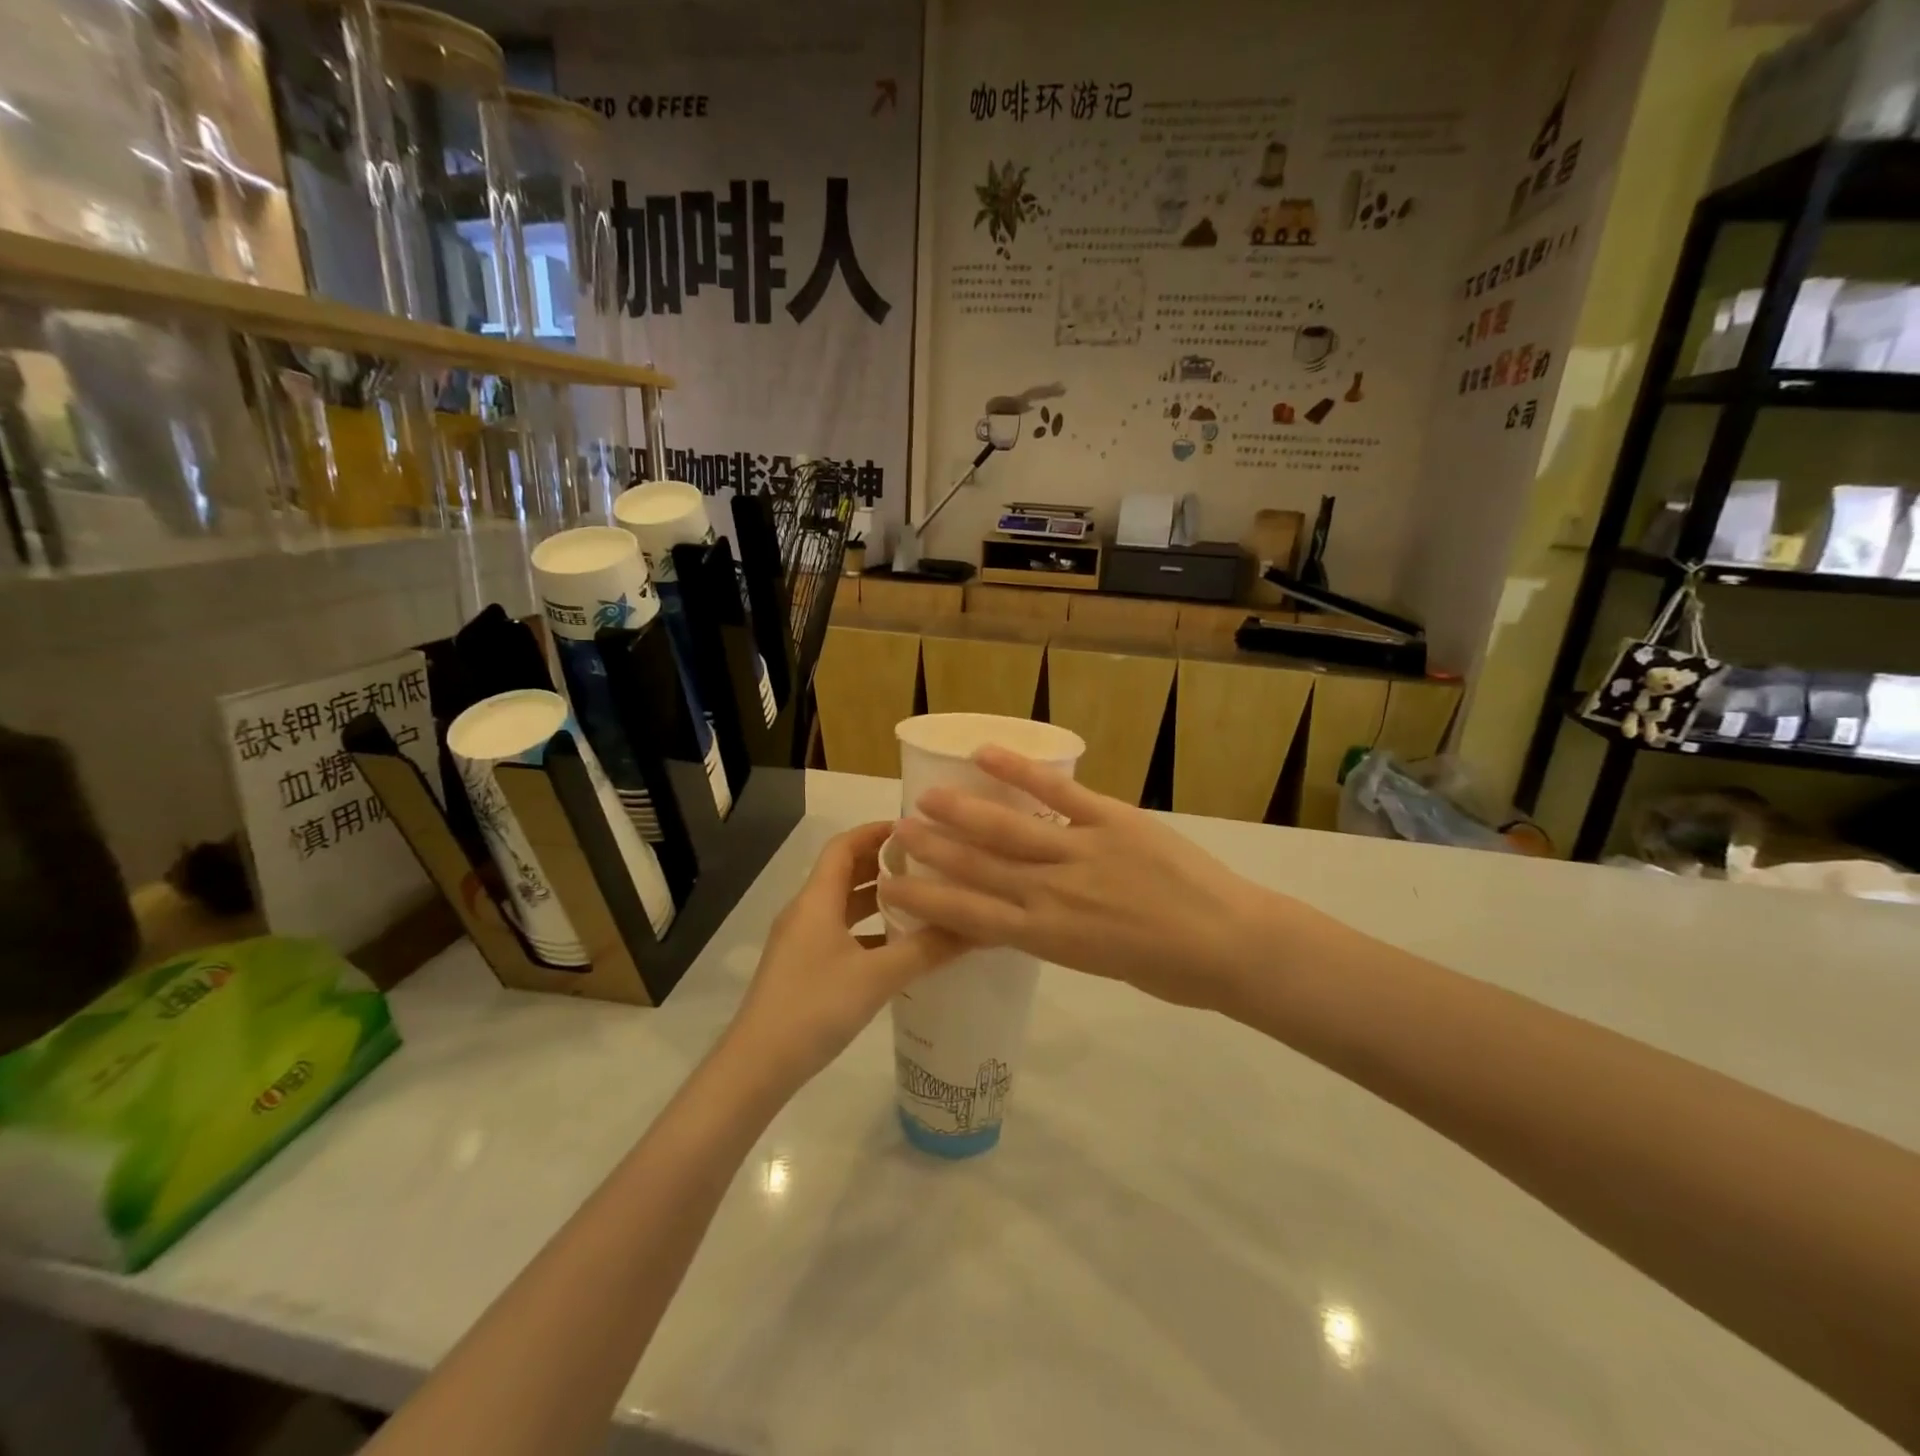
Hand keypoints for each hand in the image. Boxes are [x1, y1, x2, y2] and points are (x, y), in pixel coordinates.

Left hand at [722, 822, 961, 1090]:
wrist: (758, 1066)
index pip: (844, 846)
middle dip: (884, 863)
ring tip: (921, 899)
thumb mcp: (877, 977)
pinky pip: (841, 934)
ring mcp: (802, 942)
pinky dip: (869, 931)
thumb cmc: (815, 1007)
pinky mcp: (804, 968)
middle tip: (928, 862)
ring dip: (878, 898)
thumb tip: (975, 926)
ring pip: (844, 906)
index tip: (916, 829)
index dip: (876, 831)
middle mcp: (806, 912)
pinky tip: (898, 947)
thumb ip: (926, 949)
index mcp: (816, 900)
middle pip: (845, 872)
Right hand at [882, 748, 1277, 1013]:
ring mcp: (1081, 852)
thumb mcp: (1096, 964)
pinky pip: (1058, 793)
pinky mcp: (1111, 820)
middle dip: (932, 851)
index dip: (926, 900)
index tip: (891, 886)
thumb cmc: (1168, 971)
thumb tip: (1025, 912)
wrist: (1231, 945)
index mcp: (1047, 937)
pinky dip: (1021, 772)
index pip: (969, 918)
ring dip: (961, 812)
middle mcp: (1052, 894)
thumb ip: (1055, 934)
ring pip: (1007, 830)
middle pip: (978, 869)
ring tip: (925, 796)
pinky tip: (986, 755)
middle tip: (893, 833)